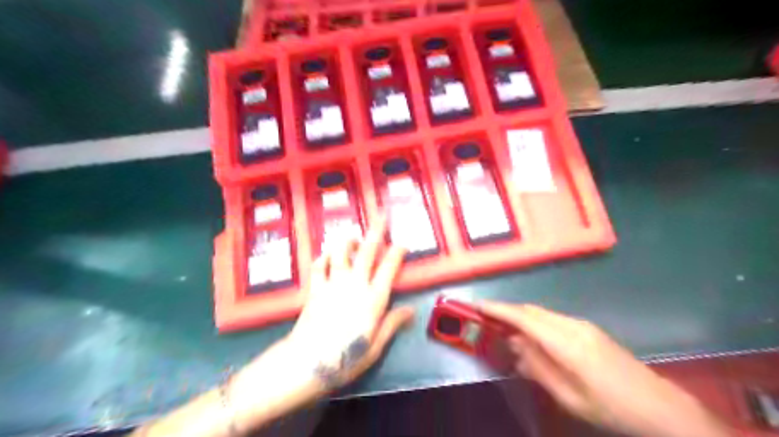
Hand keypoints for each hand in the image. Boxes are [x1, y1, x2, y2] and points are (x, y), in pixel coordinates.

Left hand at [229, 217, 413, 428]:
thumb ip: (393, 323)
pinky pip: (319, 266)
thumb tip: (411, 310)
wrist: (307, 362)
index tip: (402, 243)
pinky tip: (326, 254)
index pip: (388, 269)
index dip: (397, 253)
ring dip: (347, 240)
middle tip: (381, 215)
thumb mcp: (376, 345)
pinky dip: (323, 257)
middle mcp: (354, 285)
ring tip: (352, 234)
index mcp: (373, 298)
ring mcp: (333, 284)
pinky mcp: (315, 289)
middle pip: (366, 252)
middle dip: (375, 232)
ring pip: (340, 253)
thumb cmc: (346, 357)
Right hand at [478, 302, 734, 436]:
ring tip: (502, 328)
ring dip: (519, 316)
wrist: (660, 407)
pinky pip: (552, 319)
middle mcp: (573, 325)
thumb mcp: (569, 397)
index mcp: (566, 343)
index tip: (476, 305)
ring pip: (541, 313)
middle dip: (505, 311)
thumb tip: (514, 345)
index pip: (524, 318)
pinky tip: (530, 337)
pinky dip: (534, 322)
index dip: (498, 309)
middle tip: (484, 318)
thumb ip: (538, 368)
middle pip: (531, 310)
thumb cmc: (611, 408)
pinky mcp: (588, 329)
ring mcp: (582, 325)